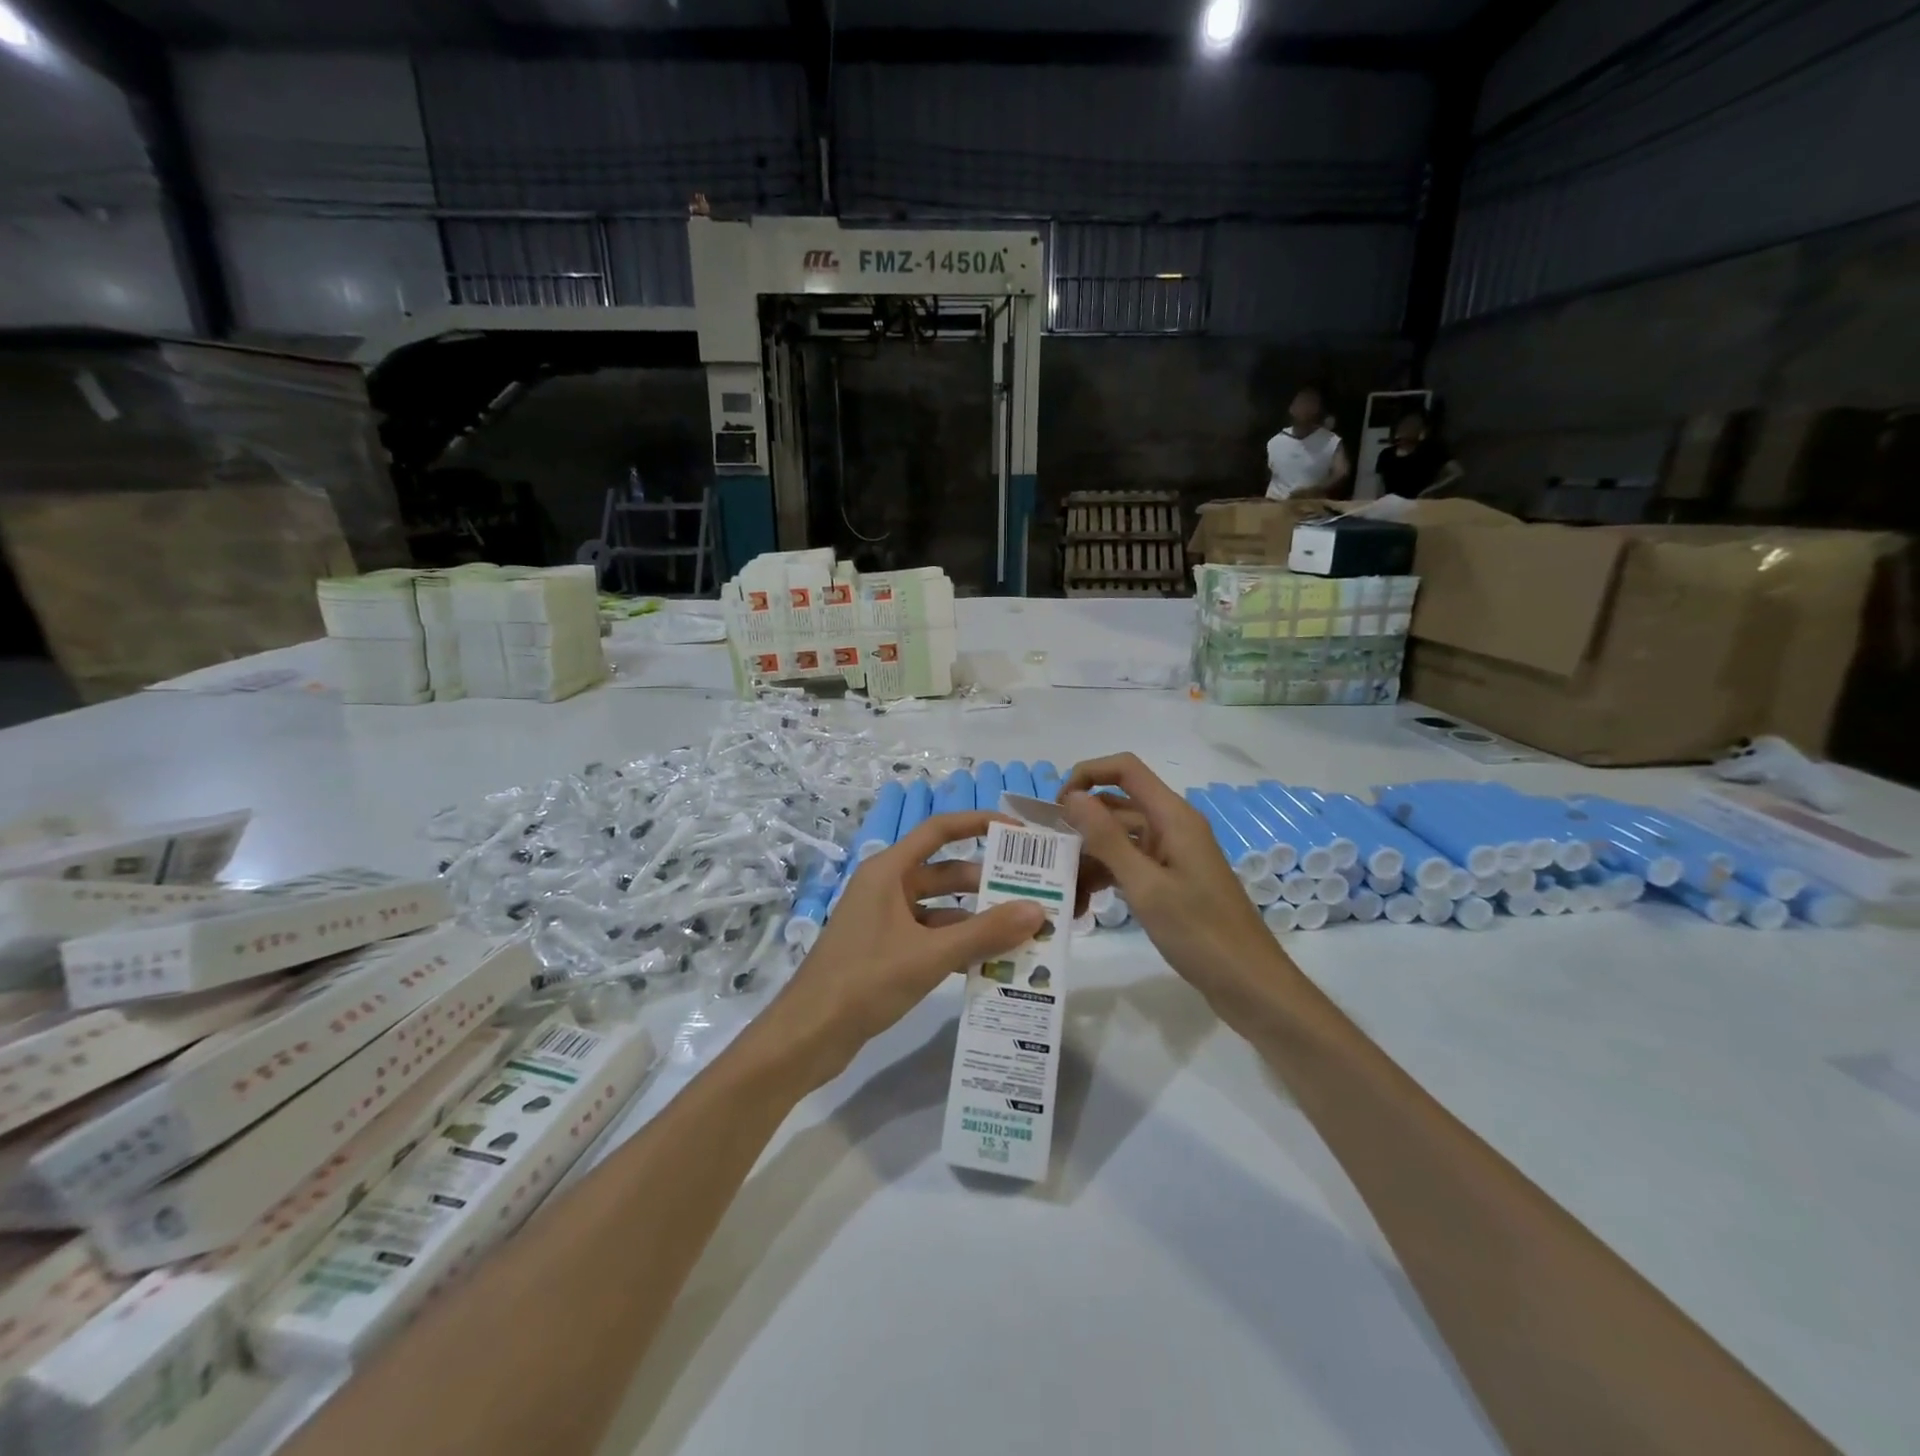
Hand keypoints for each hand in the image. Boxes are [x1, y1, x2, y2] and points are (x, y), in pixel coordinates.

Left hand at [774, 810, 1045, 1076]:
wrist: (808, 1035)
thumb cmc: (865, 981)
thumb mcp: (930, 955)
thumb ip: (984, 933)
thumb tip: (1037, 910)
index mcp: (888, 871)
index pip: (939, 830)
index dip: (979, 824)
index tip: (1019, 833)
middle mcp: (886, 887)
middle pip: (945, 872)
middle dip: (986, 882)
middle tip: (1032, 894)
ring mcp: (883, 919)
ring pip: (940, 908)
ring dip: (975, 918)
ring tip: (1021, 932)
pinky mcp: (884, 950)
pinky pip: (929, 936)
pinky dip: (957, 944)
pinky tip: (990, 963)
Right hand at [1060, 754, 1286, 998]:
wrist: (1251, 986)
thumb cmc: (1201, 933)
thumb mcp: (1146, 886)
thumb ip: (1107, 839)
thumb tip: (1072, 796)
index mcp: (1173, 817)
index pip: (1125, 770)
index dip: (1087, 775)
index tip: (1055, 808)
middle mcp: (1172, 827)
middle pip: (1116, 807)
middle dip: (1080, 826)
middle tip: (1046, 858)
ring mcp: (1171, 855)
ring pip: (1118, 840)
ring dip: (1088, 859)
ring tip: (1061, 892)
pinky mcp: (1170, 881)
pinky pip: (1128, 866)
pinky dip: (1105, 878)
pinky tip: (1082, 905)